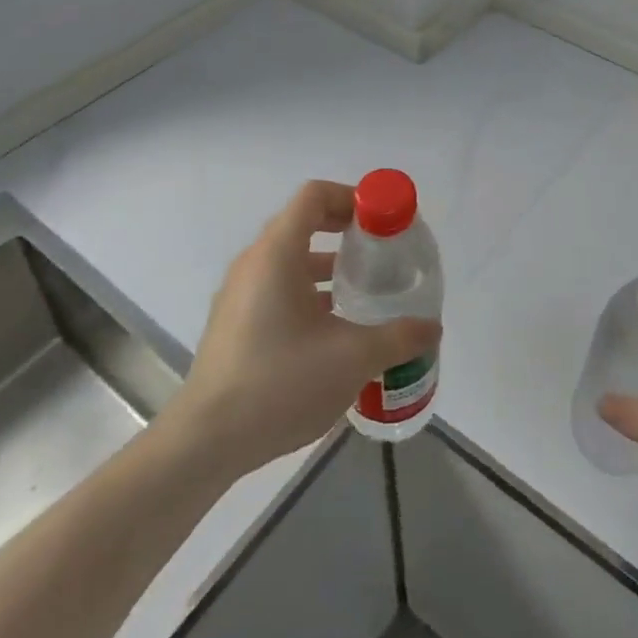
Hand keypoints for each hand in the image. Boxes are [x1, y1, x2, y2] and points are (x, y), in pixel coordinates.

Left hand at [163, 181, 441, 478]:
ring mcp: (240, 293)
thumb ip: (398, 337)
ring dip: (329, 265)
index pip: (315, 195)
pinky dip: (308, 291)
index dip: (352, 198)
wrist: (206, 442)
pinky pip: (277, 287)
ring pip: (291, 259)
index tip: (383, 222)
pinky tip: (333, 329)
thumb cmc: (280, 383)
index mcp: (278, 253)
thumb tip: (432, 328)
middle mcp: (255, 263)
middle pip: (304, 222)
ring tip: (364, 291)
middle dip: (346, 231)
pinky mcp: (235, 323)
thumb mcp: (352, 358)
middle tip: (382, 253)